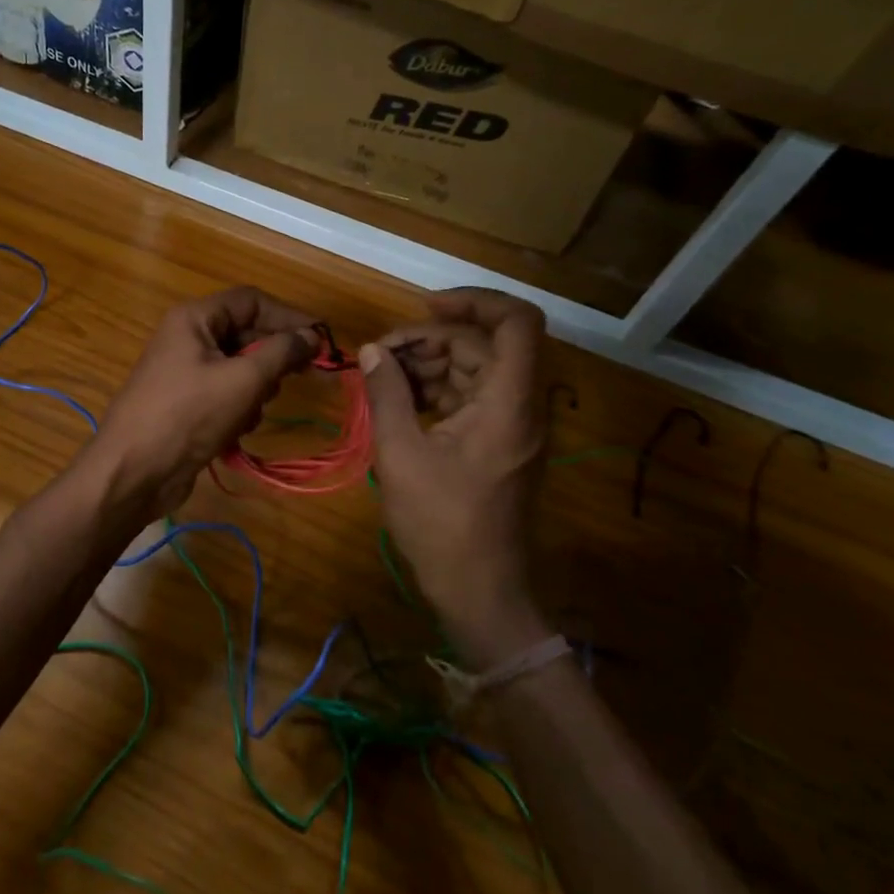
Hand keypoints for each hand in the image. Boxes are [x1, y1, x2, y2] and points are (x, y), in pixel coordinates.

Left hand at [89, 286, 317, 520]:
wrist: (133, 472)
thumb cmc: (188, 415)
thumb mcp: (242, 380)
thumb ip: (282, 352)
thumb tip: (313, 335)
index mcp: (195, 319)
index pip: (252, 301)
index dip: (288, 317)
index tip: (321, 341)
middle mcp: (188, 338)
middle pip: (247, 334)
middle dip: (272, 359)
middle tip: (299, 379)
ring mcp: (185, 372)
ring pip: (240, 368)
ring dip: (256, 390)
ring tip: (252, 411)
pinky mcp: (187, 404)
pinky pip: (226, 394)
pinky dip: (239, 410)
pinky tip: (236, 431)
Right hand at [359, 288, 553, 666]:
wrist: (479, 592)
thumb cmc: (441, 524)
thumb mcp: (401, 455)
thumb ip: (387, 395)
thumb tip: (374, 352)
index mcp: (508, 402)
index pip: (516, 322)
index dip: (474, 301)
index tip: (423, 307)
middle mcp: (519, 405)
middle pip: (484, 344)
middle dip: (430, 340)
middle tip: (381, 356)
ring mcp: (511, 426)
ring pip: (475, 369)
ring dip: (429, 365)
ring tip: (381, 379)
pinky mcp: (498, 443)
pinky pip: (470, 396)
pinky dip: (436, 390)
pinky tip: (398, 402)